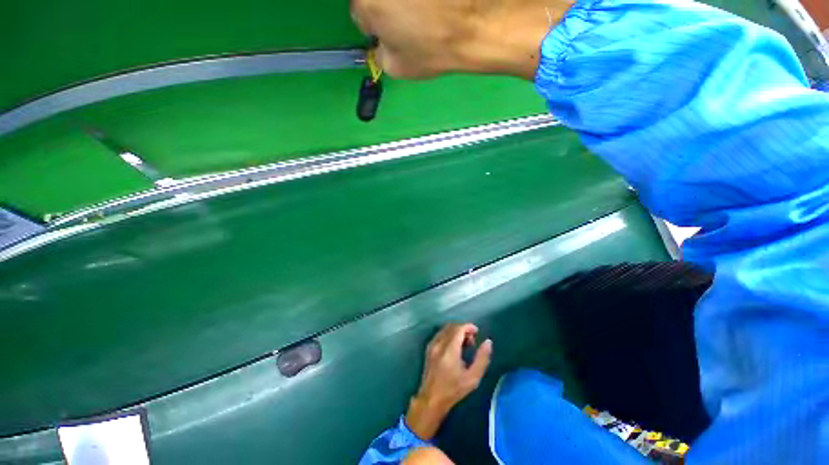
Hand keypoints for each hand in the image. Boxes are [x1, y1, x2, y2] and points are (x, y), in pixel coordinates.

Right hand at [350, 0, 573, 78]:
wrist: (476, 24)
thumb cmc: (434, 50)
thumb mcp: (399, 68)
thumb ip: (380, 54)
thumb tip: (380, 43)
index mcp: (367, 3)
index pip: (360, 14)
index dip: (376, 25)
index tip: (391, 33)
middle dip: (386, 8)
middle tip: (409, 21)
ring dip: (404, 2)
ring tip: (427, 11)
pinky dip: (423, 2)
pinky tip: (437, 6)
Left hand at [405, 323, 492, 439]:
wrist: (431, 399)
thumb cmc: (453, 390)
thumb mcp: (472, 378)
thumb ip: (482, 359)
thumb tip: (488, 342)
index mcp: (449, 349)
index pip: (458, 329)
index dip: (469, 327)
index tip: (477, 331)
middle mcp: (439, 343)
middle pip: (452, 326)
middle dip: (463, 329)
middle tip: (472, 340)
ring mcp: (432, 345)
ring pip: (445, 329)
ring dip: (456, 331)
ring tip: (464, 344)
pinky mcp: (428, 348)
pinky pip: (440, 334)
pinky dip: (448, 335)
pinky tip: (454, 347)